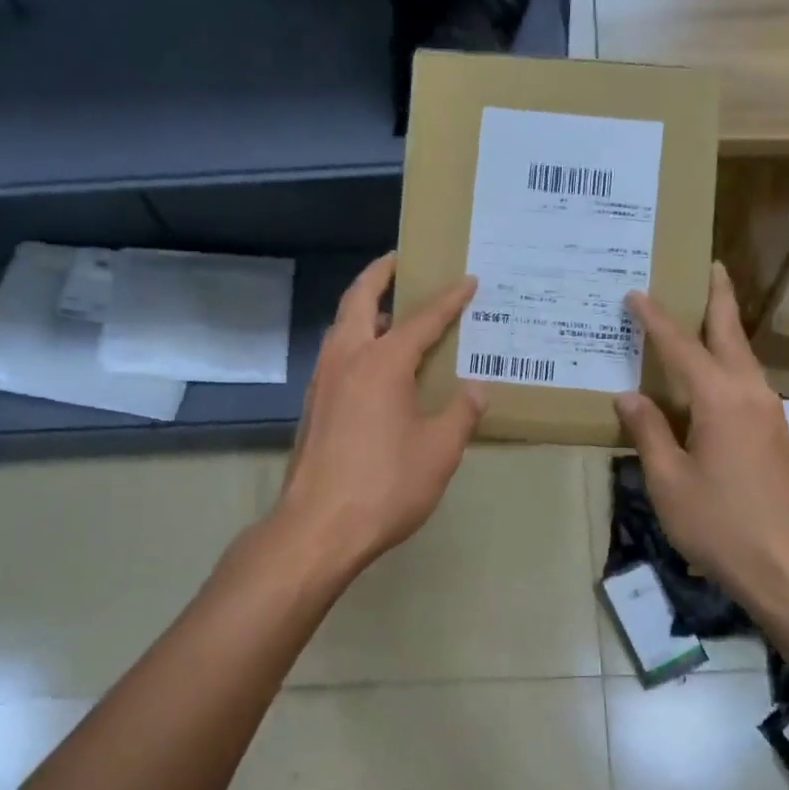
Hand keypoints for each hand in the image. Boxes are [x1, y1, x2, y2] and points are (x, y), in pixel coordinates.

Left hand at [275, 253, 486, 575]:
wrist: (318, 527)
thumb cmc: (385, 485)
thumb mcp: (439, 451)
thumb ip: (460, 413)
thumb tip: (475, 389)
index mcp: (381, 363)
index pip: (421, 320)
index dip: (448, 300)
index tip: (467, 281)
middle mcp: (346, 360)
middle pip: (359, 301)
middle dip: (380, 275)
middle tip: (400, 261)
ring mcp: (322, 382)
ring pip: (341, 327)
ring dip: (363, 309)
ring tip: (389, 312)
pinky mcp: (312, 406)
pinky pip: (336, 355)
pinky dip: (355, 341)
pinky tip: (373, 366)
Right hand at [616, 264, 788, 608]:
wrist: (787, 567)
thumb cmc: (719, 525)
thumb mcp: (669, 481)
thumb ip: (650, 432)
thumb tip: (630, 396)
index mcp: (720, 400)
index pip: (681, 347)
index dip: (655, 319)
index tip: (635, 293)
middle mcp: (751, 395)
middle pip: (731, 336)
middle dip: (719, 299)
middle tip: (711, 266)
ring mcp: (770, 415)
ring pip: (745, 359)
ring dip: (726, 332)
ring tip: (707, 315)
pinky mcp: (776, 436)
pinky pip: (749, 385)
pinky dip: (730, 365)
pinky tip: (716, 378)